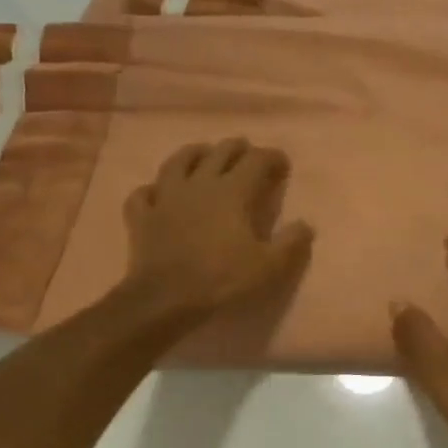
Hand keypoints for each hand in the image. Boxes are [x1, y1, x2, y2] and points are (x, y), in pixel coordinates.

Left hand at [123, 139, 313, 317]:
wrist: (165, 299)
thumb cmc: (222, 279)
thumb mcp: (269, 266)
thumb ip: (291, 243)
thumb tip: (306, 225)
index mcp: (232, 191)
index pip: (257, 161)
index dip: (273, 157)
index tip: (283, 164)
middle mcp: (199, 184)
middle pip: (219, 152)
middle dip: (237, 148)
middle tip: (248, 152)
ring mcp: (166, 197)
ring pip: (177, 162)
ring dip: (193, 153)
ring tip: (203, 153)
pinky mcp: (142, 216)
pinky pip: (143, 194)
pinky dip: (153, 189)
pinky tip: (158, 193)